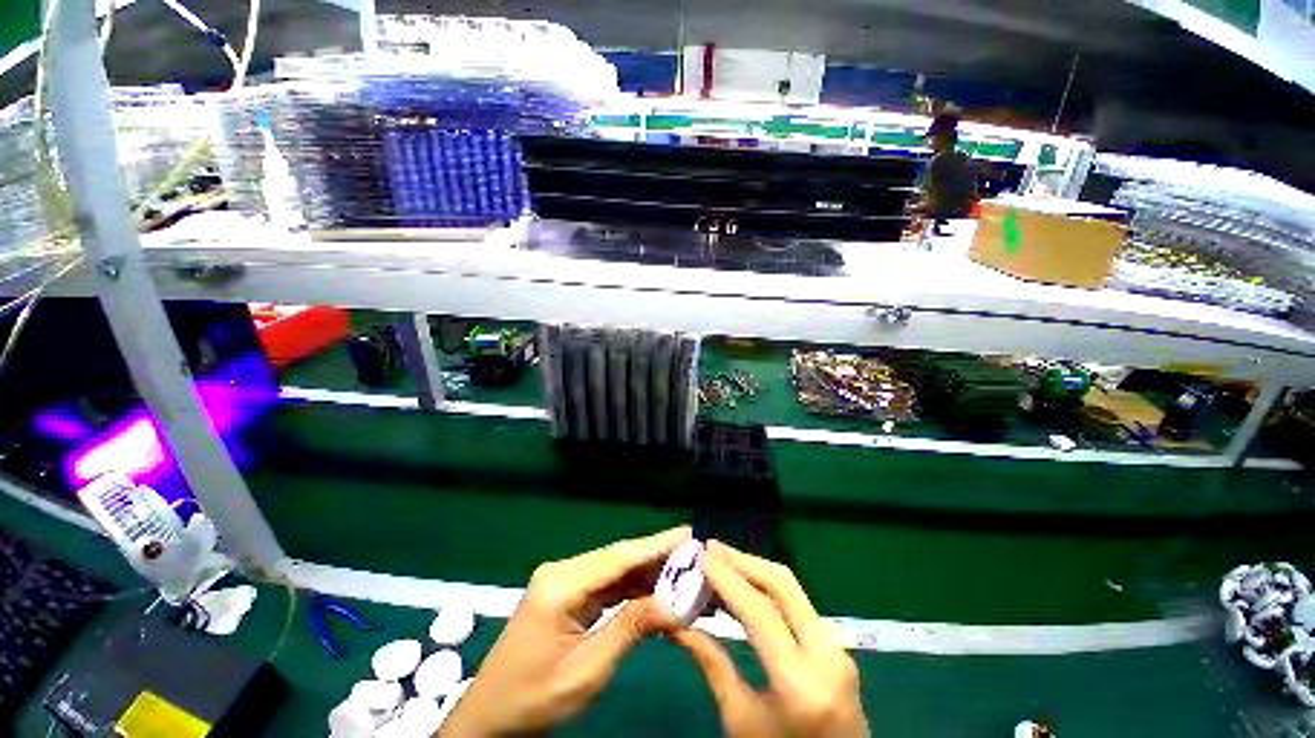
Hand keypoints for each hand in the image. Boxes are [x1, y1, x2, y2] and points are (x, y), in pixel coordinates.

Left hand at [440, 526, 691, 736]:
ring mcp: (563, 580)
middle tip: (694, 554)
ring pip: (614, 569)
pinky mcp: (566, 592)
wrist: (490, 717)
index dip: (656, 544)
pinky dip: (631, 586)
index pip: (619, 557)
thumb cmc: (534, 699)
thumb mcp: (586, 671)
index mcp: (561, 584)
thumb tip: (674, 605)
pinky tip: (655, 588)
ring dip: (647, 572)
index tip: (688, 534)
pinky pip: (605, 583)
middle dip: (657, 556)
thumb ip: (630, 630)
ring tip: (683, 571)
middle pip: (618, 558)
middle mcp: (563, 571)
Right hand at [674, 541, 867, 737]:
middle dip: (743, 560)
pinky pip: (798, 604)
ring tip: (721, 559)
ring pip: (792, 589)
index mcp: (801, 683)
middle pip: (783, 585)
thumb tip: (678, 625)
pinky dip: (767, 587)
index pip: (760, 611)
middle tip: (710, 548)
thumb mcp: (740, 721)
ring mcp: (838, 648)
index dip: (727, 578)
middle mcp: (827, 655)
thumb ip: (712, 665)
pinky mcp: (837, 646)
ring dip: (754, 569)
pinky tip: (745, 583)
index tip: (701, 556)